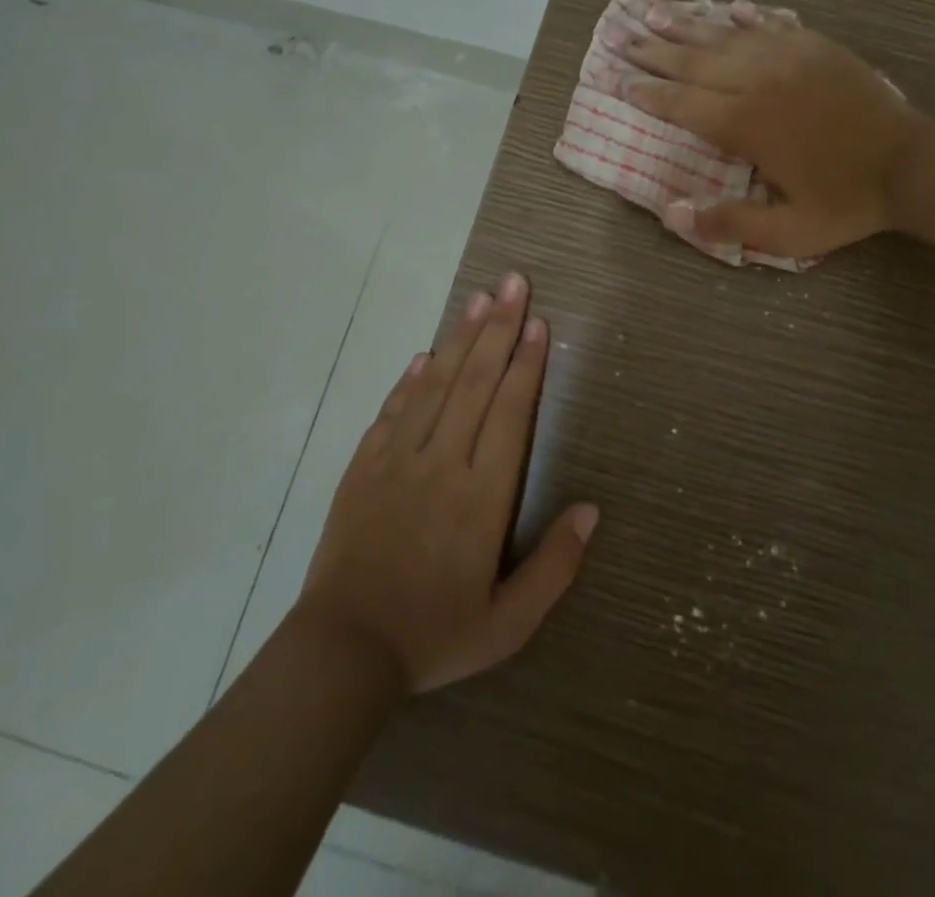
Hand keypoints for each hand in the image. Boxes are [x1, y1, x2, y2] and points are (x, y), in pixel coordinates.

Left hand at [295, 272, 597, 693]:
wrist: (343, 652)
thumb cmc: (434, 635)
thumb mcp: (509, 622)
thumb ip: (555, 566)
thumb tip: (591, 509)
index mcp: (482, 496)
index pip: (510, 412)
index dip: (526, 363)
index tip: (538, 322)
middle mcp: (443, 463)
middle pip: (476, 382)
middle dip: (498, 328)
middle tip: (513, 283)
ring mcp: (398, 460)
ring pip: (437, 385)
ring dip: (460, 339)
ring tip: (479, 299)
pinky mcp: (364, 467)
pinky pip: (394, 411)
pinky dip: (412, 379)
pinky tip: (427, 355)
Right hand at [608, 0, 922, 258]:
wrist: (912, 164)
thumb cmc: (847, 201)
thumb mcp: (789, 233)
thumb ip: (730, 223)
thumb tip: (671, 214)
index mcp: (747, 125)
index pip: (684, 104)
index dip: (649, 94)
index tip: (620, 82)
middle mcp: (759, 82)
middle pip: (696, 62)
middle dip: (655, 52)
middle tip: (622, 38)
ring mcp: (789, 57)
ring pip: (727, 36)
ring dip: (689, 26)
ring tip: (656, 12)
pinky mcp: (817, 47)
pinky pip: (773, 24)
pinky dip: (747, 17)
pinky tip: (731, 8)